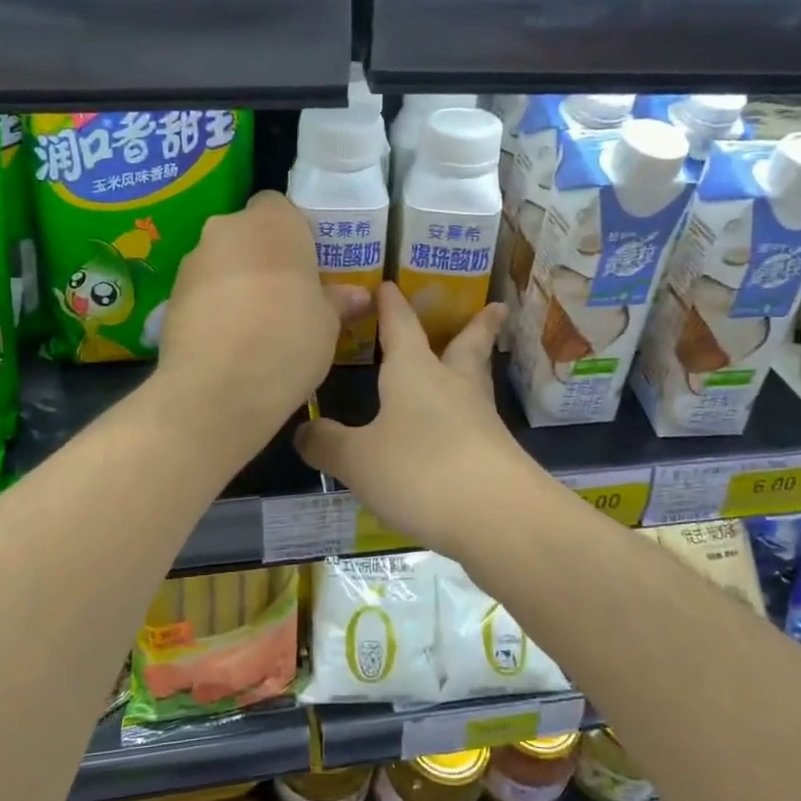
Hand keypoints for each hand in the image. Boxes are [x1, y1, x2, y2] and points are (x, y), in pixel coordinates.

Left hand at [156, 192, 369, 445]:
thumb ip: (337, 301)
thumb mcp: (327, 324)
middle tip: (286, 296)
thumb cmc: (288, 341)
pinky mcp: (170, 295)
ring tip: (256, 326)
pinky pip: (202, 291)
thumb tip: (358, 295)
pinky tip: (229, 342)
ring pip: (222, 261)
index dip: (294, 233)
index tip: (306, 267)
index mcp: (273, 222)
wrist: (217, 389)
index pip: (280, 206)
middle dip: (264, 257)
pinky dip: (214, 306)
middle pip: (248, 233)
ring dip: (237, 282)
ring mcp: (193, 261)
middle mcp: (227, 228)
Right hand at [295, 283, 548, 560]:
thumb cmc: (419, 470)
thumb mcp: (358, 460)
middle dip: (476, 326)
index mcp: (415, 372)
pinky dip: (468, 416)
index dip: (391, 305)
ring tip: (474, 363)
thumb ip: (327, 444)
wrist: (497, 515)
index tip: (388, 285)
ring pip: (477, 382)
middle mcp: (452, 386)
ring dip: (476, 367)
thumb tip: (303, 431)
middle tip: (496, 307)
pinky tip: (457, 431)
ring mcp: (479, 420)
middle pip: (466, 347)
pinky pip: (477, 423)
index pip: (401, 326)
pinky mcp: (495, 454)